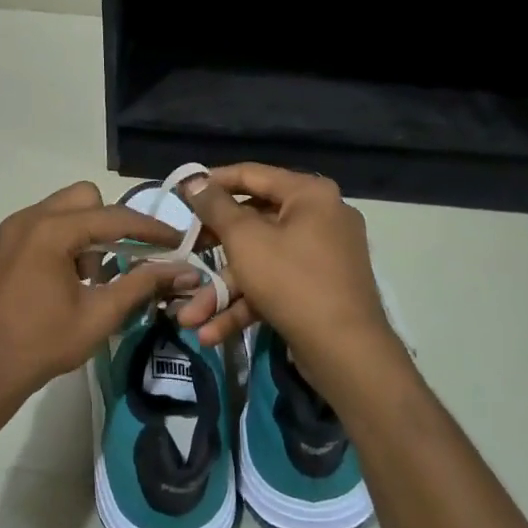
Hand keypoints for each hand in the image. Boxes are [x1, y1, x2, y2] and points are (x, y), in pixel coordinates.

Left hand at [0, 182, 197, 442]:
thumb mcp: (99, 316)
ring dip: (85, 234)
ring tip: (90, 280)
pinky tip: (64, 282)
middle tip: (122, 261)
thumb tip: (184, 270)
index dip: (151, 229)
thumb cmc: (40, 345)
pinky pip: (42, 227)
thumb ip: (142, 285)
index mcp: (51, 231)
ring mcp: (9, 231)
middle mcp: (27, 219)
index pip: (114, 216)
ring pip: (62, 211)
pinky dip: (62, 242)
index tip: (178, 243)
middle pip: (85, 199)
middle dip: (111, 224)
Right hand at [172, 164, 404, 388]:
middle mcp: (320, 218)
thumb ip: (215, 207)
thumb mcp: (245, 240)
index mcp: (309, 195)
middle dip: (212, 252)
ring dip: (223, 291)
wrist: (346, 351)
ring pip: (260, 263)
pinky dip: (246, 305)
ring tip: (188, 318)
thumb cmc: (292, 281)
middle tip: (184, 254)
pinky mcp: (318, 290)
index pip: (252, 175)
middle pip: (253, 224)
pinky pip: (275, 286)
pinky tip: (211, 333)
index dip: (213, 182)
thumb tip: (194, 180)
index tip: (181, 192)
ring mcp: (321, 257)